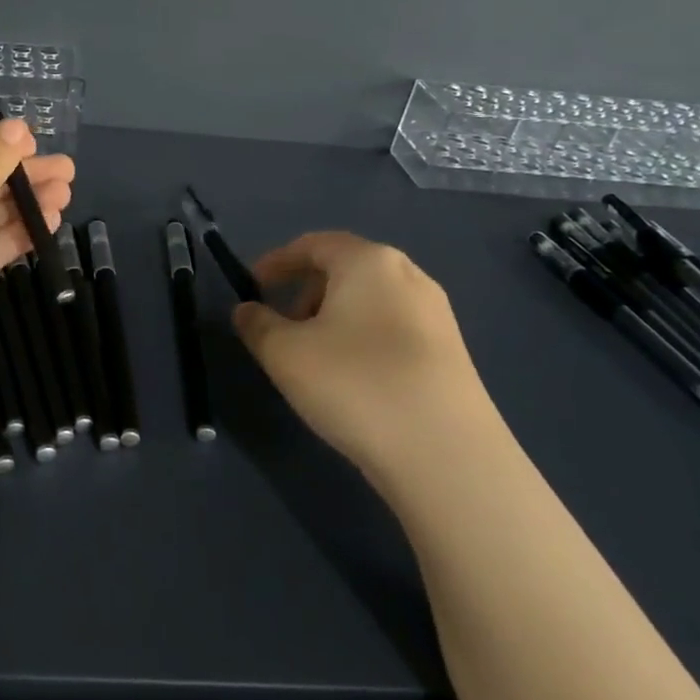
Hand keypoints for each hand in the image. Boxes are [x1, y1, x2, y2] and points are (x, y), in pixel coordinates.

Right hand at [232, 232, 504, 489]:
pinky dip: (362, 340)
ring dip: (333, 319)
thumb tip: (247, 310)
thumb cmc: (354, 384)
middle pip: (344, 270)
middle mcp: (408, 276)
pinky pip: (392, 329)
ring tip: (314, 360)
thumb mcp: (284, 353)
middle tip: (281, 328)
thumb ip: (257, 324)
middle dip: (305, 293)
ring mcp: (437, 315)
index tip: (252, 288)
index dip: (276, 262)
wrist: (446, 455)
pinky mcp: (452, 353)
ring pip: (369, 302)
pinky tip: (353, 381)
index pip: (313, 244)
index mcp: (368, 261)